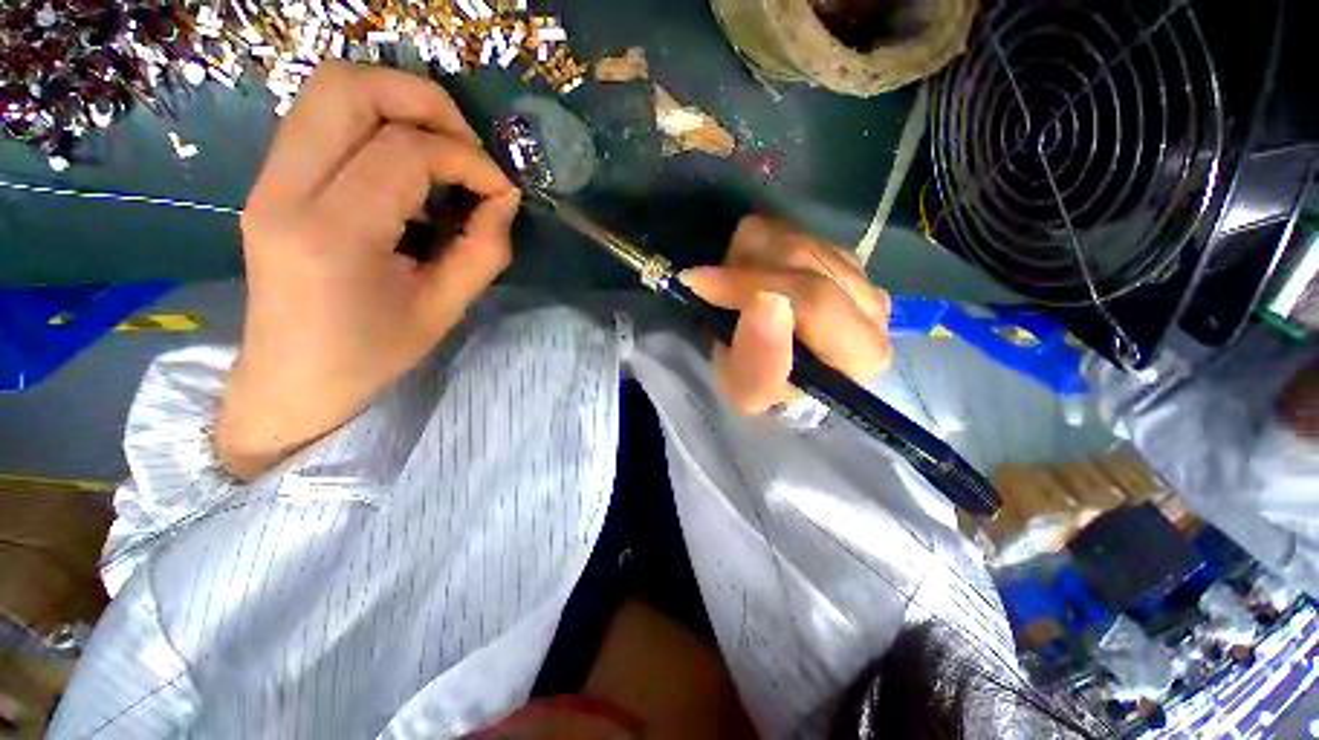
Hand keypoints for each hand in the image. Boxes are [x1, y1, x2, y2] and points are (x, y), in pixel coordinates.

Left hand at [217, 61, 519, 479]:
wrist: (292, 380)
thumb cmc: (373, 355)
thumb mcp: (445, 309)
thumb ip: (484, 249)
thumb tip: (505, 198)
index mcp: (333, 234)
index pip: (404, 152)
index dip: (467, 160)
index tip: (501, 190)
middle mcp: (285, 191)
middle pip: (346, 85)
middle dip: (424, 100)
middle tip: (467, 146)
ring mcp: (267, 180)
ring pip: (328, 89)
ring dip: (398, 104)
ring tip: (443, 153)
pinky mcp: (269, 181)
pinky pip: (323, 120)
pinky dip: (376, 125)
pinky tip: (407, 172)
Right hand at [681, 215, 891, 414]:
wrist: (784, 383)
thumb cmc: (766, 397)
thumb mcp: (750, 394)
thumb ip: (760, 360)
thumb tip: (766, 301)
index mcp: (861, 354)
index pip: (812, 300)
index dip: (749, 285)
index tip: (698, 285)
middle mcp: (873, 307)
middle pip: (803, 258)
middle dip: (743, 271)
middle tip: (710, 289)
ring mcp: (861, 276)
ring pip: (794, 237)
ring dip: (749, 260)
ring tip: (734, 292)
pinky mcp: (842, 257)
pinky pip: (792, 230)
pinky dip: (760, 250)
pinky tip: (755, 280)